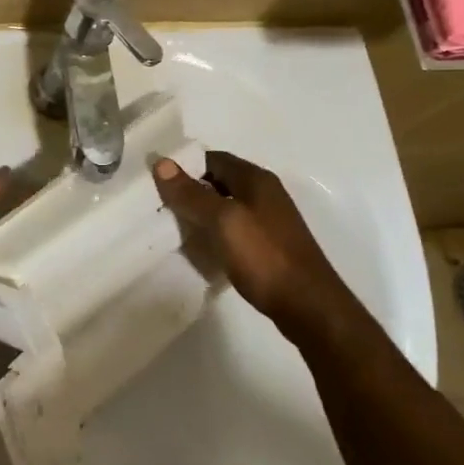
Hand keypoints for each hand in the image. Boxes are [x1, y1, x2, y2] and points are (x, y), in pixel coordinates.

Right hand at [153, 151, 348, 334]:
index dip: (184, 166)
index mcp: (256, 179)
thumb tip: (161, 162)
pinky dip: (214, 234)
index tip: (156, 181)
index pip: (212, 158)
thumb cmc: (264, 256)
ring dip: (201, 215)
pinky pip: (233, 230)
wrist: (308, 306)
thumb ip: (191, 194)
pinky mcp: (267, 246)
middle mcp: (264, 194)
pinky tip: (200, 249)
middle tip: (158, 207)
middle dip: (189, 192)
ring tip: (172, 228)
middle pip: (218, 182)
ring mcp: (268, 221)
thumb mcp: (222, 221)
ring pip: (225, 208)